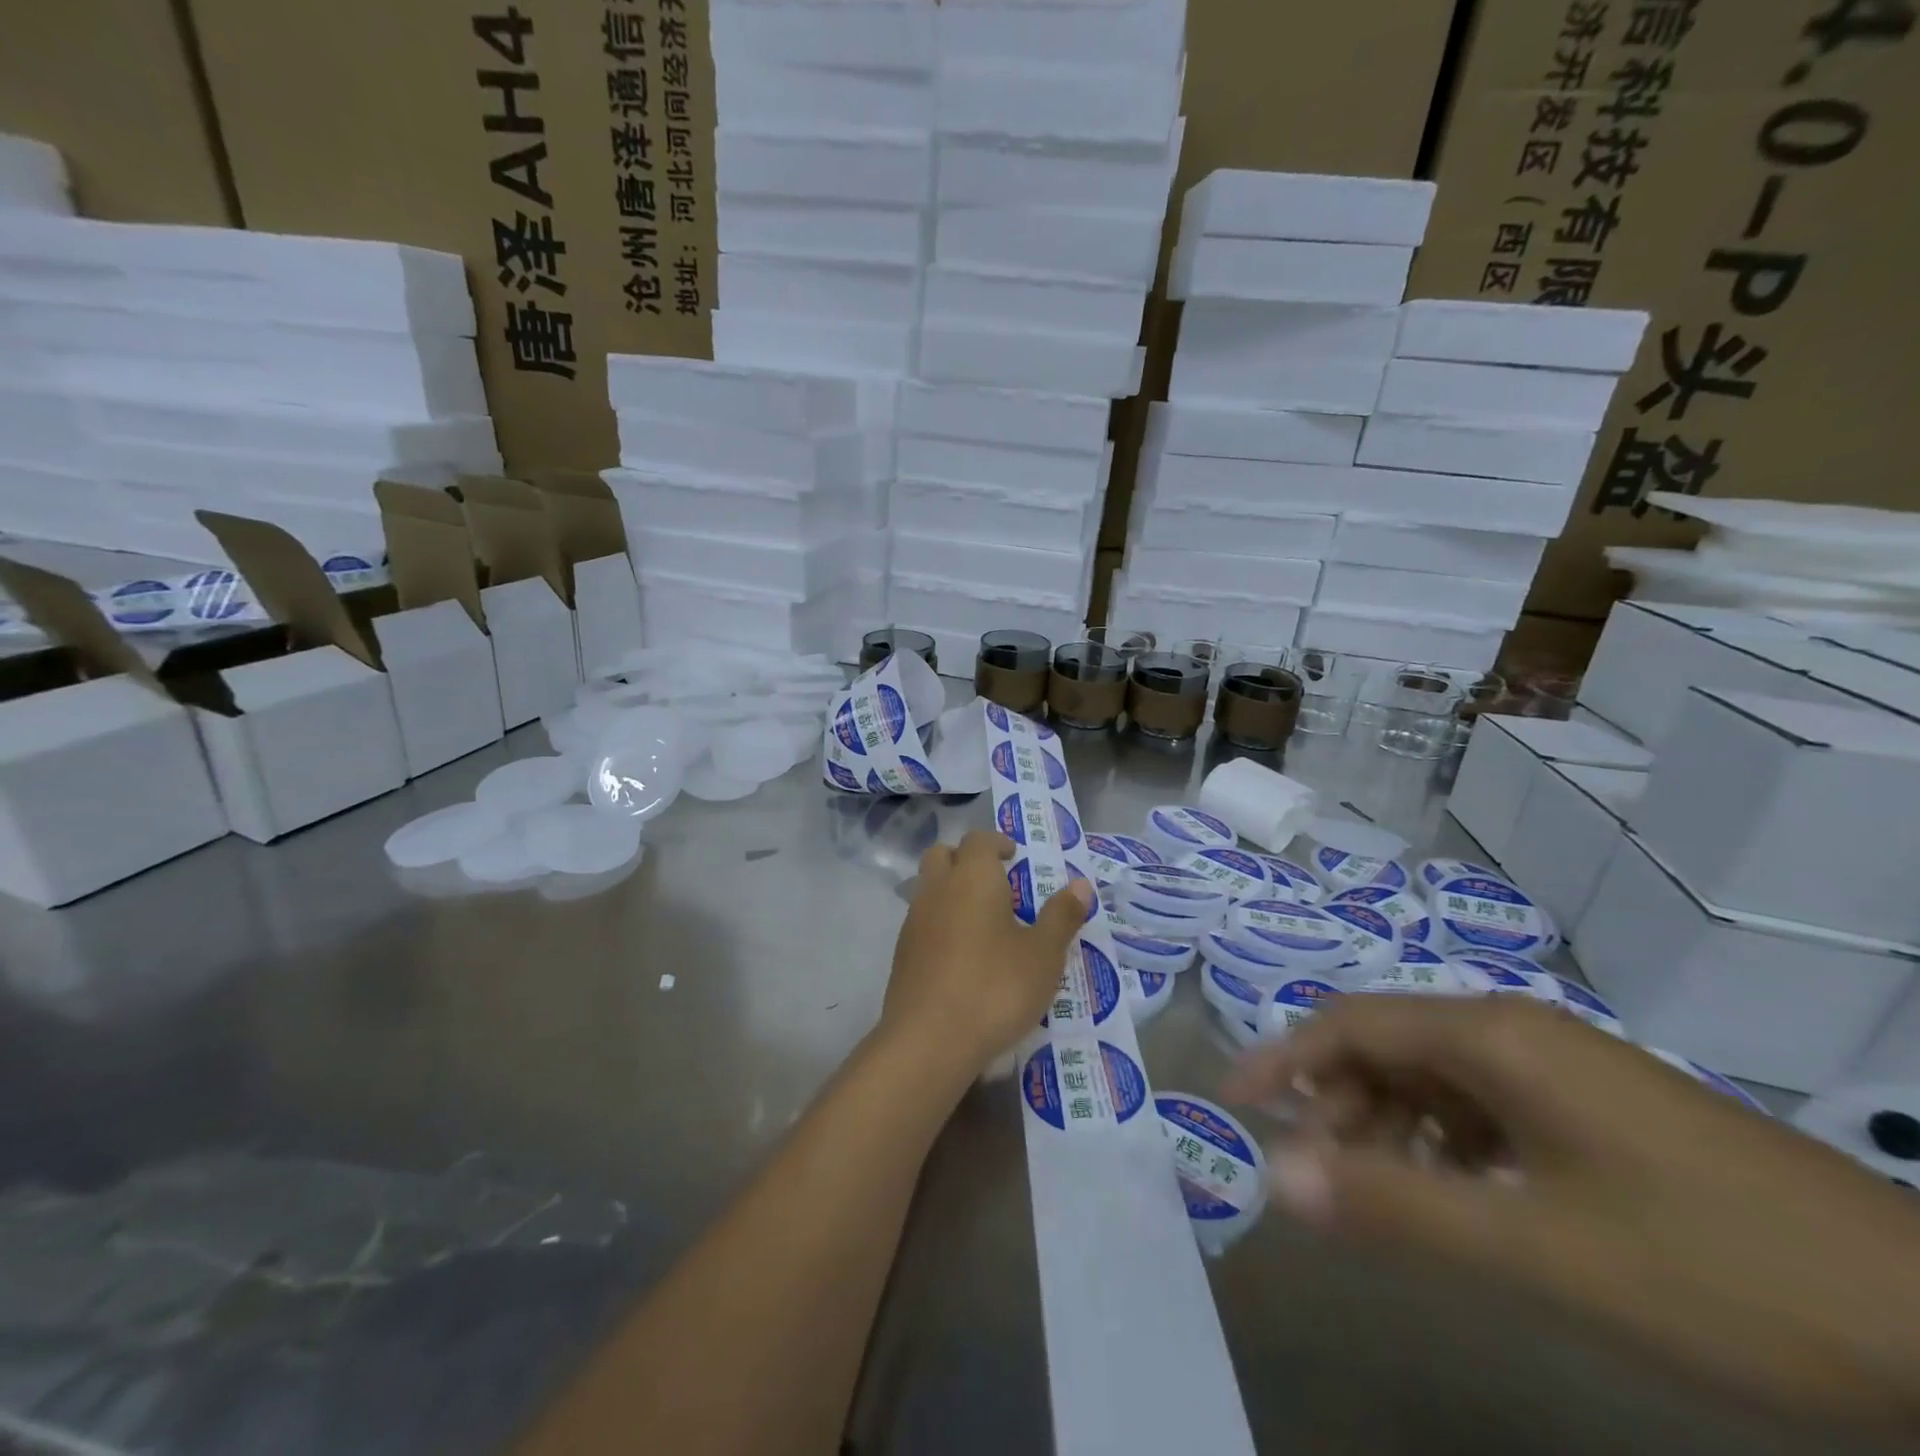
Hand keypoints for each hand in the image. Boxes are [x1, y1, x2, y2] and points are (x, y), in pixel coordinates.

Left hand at [883, 831, 1091, 1082]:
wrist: (929, 1040)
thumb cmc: (995, 988)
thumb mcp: (1043, 955)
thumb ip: (1061, 916)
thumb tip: (1081, 885)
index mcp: (972, 878)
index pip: (978, 839)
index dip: (996, 842)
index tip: (1014, 856)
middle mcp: (937, 889)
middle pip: (943, 855)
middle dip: (966, 859)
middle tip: (996, 883)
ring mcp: (914, 921)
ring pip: (929, 888)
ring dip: (951, 892)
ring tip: (983, 923)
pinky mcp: (901, 953)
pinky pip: (922, 922)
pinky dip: (940, 923)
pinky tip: (961, 956)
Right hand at [1225, 994, 1919, 1426]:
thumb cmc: (1716, 1269)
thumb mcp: (1538, 1248)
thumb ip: (1394, 1207)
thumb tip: (1276, 1176)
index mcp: (1490, 1037)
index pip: (1348, 1024)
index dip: (1282, 1058)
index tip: (1234, 1101)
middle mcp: (1513, 1030)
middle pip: (1387, 1046)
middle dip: (1336, 1104)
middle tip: (1316, 1177)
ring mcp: (1559, 1065)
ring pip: (1435, 1077)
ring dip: (1390, 1128)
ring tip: (1383, 1199)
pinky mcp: (1593, 1105)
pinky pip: (1485, 1105)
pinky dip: (1446, 1144)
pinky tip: (1463, 1200)